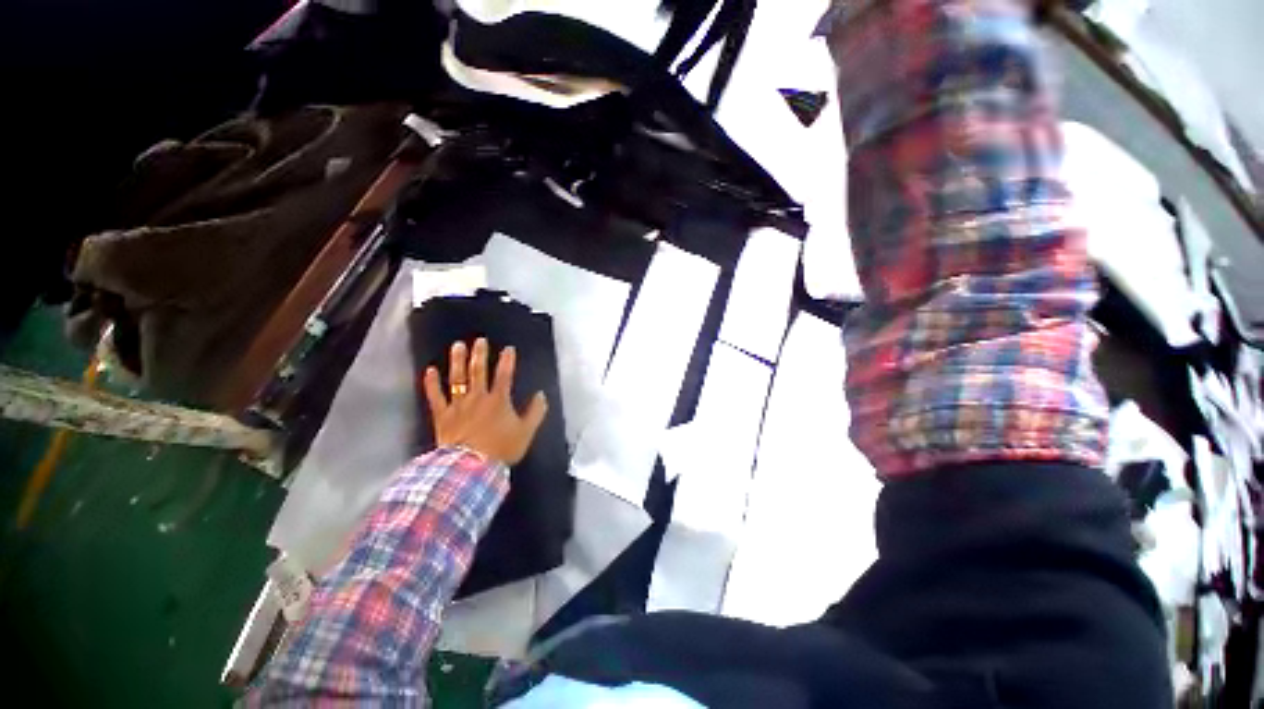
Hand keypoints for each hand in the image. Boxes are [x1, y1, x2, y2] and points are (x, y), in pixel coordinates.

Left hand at [422, 338, 548, 465]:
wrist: (471, 468)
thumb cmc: (501, 449)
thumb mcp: (526, 432)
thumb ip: (536, 412)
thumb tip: (542, 395)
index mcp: (498, 401)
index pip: (504, 375)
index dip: (507, 361)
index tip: (508, 349)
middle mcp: (478, 398)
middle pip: (478, 372)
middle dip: (480, 354)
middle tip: (479, 340)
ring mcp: (458, 406)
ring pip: (457, 379)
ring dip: (457, 361)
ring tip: (457, 346)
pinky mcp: (442, 416)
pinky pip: (436, 397)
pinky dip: (432, 383)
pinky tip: (430, 370)